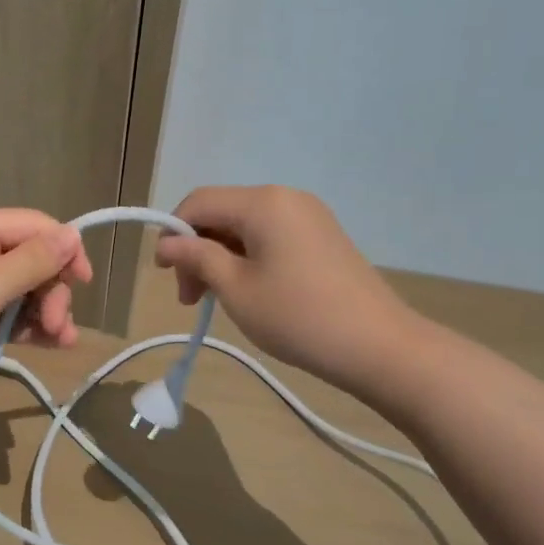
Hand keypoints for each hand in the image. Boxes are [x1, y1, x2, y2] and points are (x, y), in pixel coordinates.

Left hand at [0, 209, 92, 400]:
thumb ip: (36, 259)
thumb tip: (72, 234)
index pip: (34, 225)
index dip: (64, 249)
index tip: (83, 283)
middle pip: (29, 259)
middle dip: (51, 290)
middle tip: (58, 325)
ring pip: (18, 290)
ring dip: (43, 311)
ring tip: (62, 341)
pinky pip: (2, 312)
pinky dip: (23, 325)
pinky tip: (46, 344)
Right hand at [154, 185, 423, 391]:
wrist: (380, 347)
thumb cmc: (298, 316)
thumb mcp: (236, 288)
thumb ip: (197, 258)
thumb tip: (166, 243)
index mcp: (262, 203)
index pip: (198, 203)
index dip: (172, 234)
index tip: (164, 274)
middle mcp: (285, 198)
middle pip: (221, 213)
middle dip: (197, 251)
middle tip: (191, 298)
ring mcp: (308, 216)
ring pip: (244, 227)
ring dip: (219, 258)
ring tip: (216, 300)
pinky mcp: (322, 237)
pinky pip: (269, 237)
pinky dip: (247, 259)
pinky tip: (247, 292)